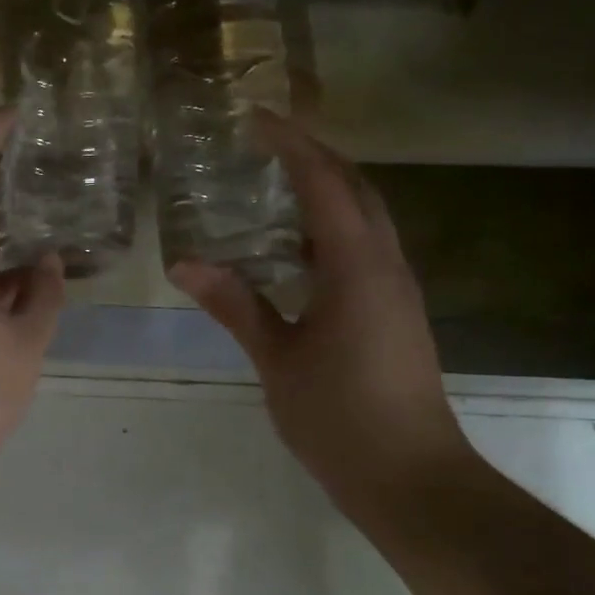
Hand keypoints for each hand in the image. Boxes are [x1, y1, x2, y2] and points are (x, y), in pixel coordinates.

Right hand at [170, 113, 470, 526]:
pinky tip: (298, 250)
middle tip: (265, 146)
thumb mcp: (277, 358)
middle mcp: (386, 264)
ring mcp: (397, 289)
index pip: (324, 182)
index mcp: (356, 266)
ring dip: (328, 191)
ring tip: (276, 187)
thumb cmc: (338, 416)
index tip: (255, 119)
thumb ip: (235, 305)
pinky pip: (366, 249)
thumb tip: (185, 263)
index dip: (290, 144)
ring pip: (367, 218)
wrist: (410, 475)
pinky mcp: (396, 312)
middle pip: (356, 188)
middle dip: (315, 157)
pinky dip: (333, 230)